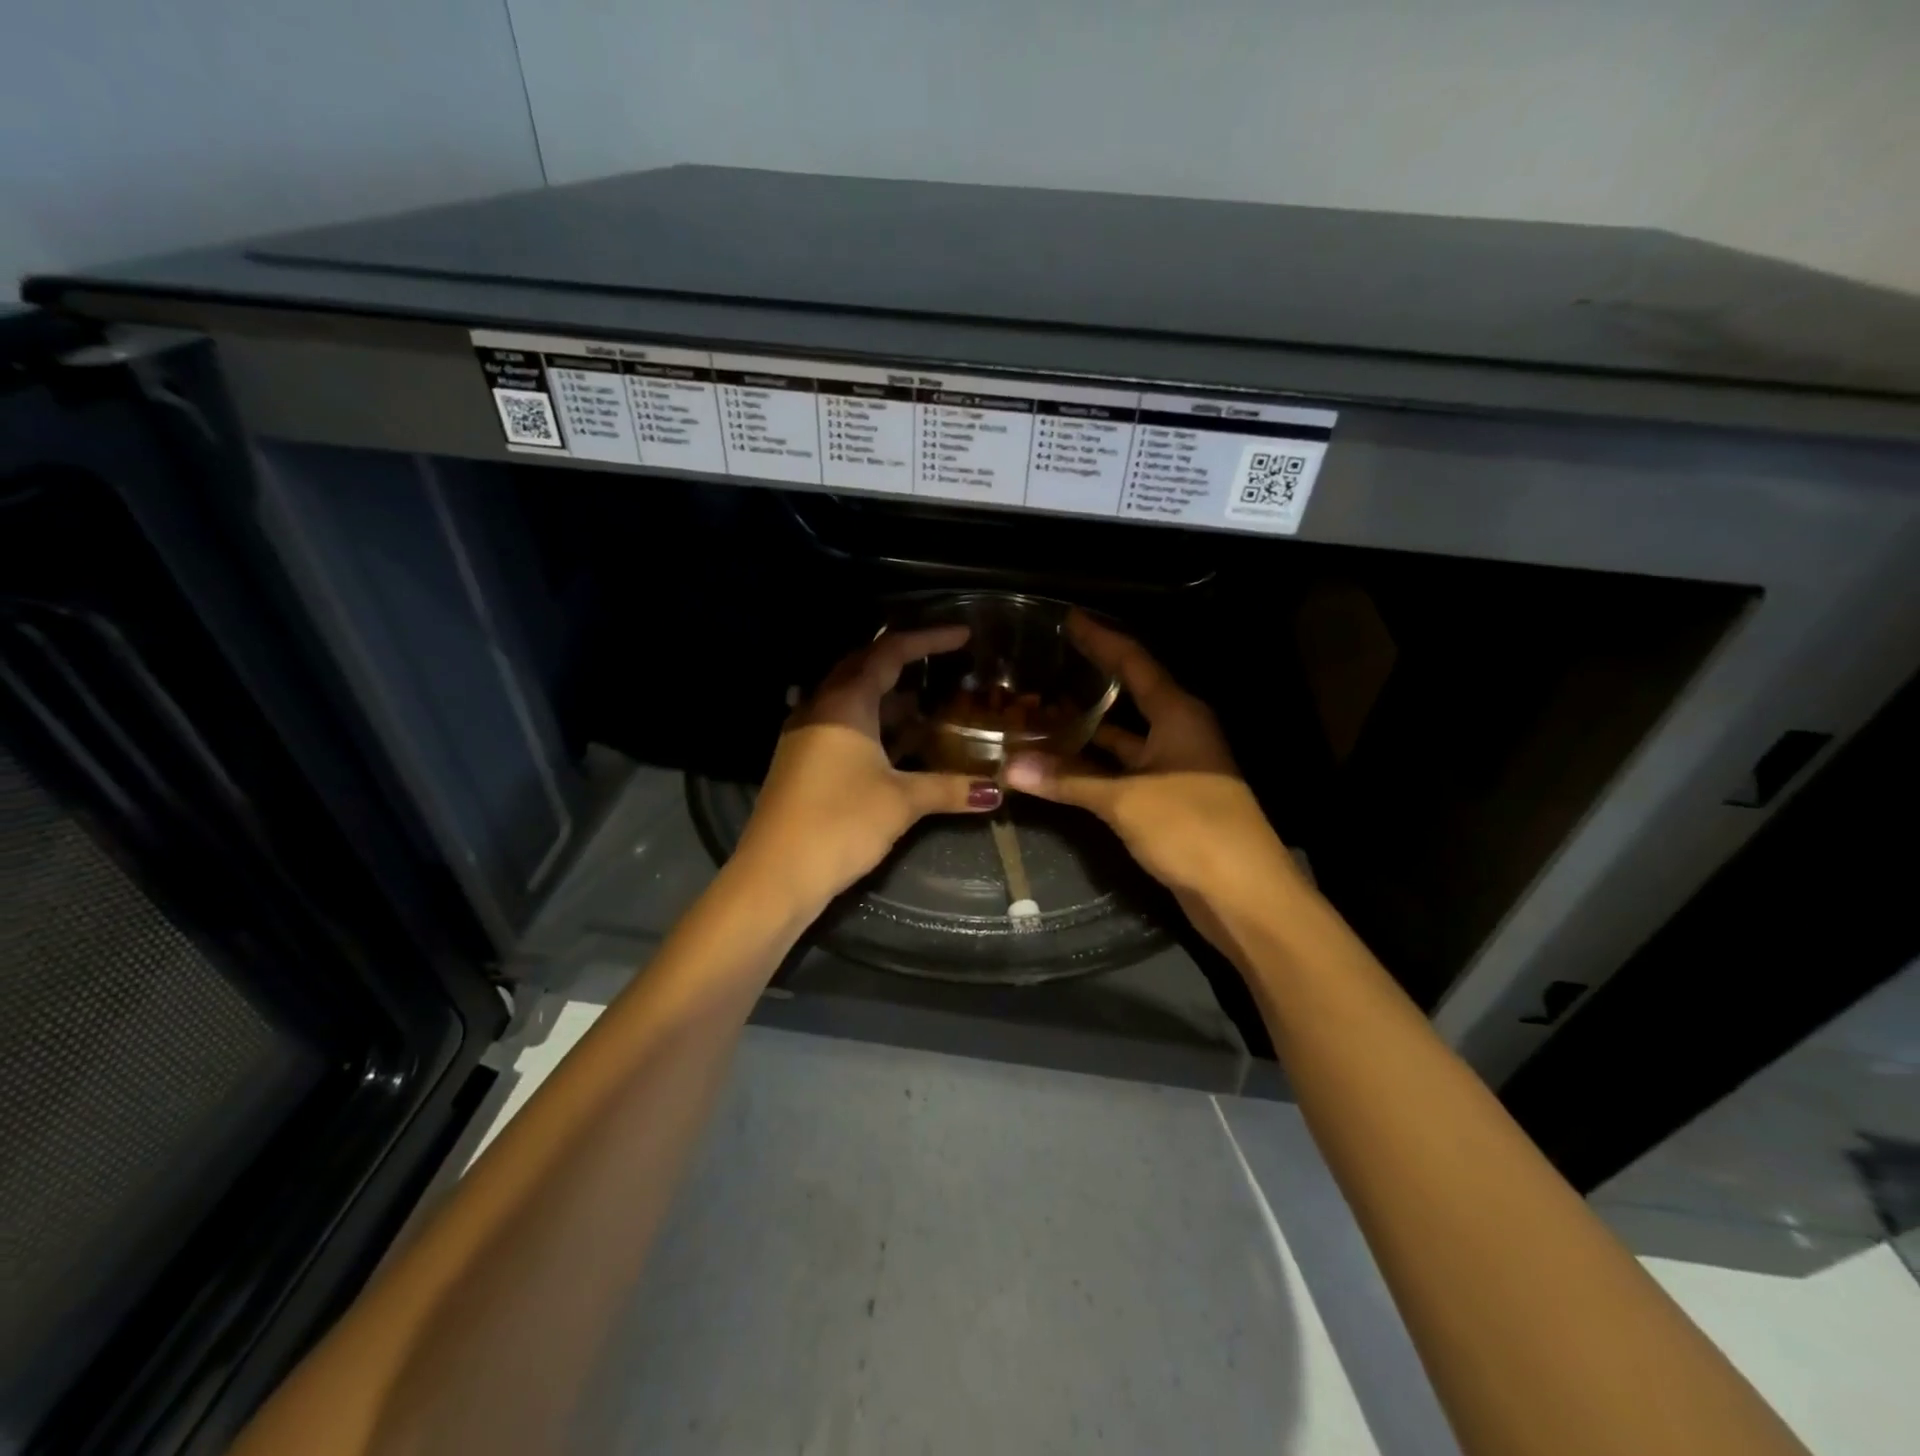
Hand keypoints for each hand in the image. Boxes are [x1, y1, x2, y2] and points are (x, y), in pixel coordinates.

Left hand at [731, 626, 1003, 907]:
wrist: (775, 874)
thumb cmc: (840, 823)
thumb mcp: (901, 801)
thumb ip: (949, 788)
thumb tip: (996, 791)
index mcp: (843, 703)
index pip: (889, 653)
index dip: (928, 639)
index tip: (963, 635)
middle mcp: (820, 707)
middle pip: (864, 668)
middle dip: (904, 662)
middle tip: (942, 662)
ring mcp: (806, 734)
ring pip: (852, 700)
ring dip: (889, 699)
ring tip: (929, 704)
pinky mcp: (802, 761)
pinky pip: (843, 726)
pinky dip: (874, 726)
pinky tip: (899, 744)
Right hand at [1004, 613, 1296, 909]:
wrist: (1243, 895)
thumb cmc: (1192, 828)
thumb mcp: (1125, 800)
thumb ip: (1069, 781)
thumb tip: (1011, 767)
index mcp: (1178, 714)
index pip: (1134, 661)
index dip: (1101, 639)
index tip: (1068, 619)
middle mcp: (1178, 732)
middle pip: (1129, 695)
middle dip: (1089, 681)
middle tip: (1045, 665)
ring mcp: (1174, 767)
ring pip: (1123, 737)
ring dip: (1087, 729)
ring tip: (1040, 712)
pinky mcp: (1167, 799)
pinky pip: (1123, 769)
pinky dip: (1094, 766)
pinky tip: (1061, 765)